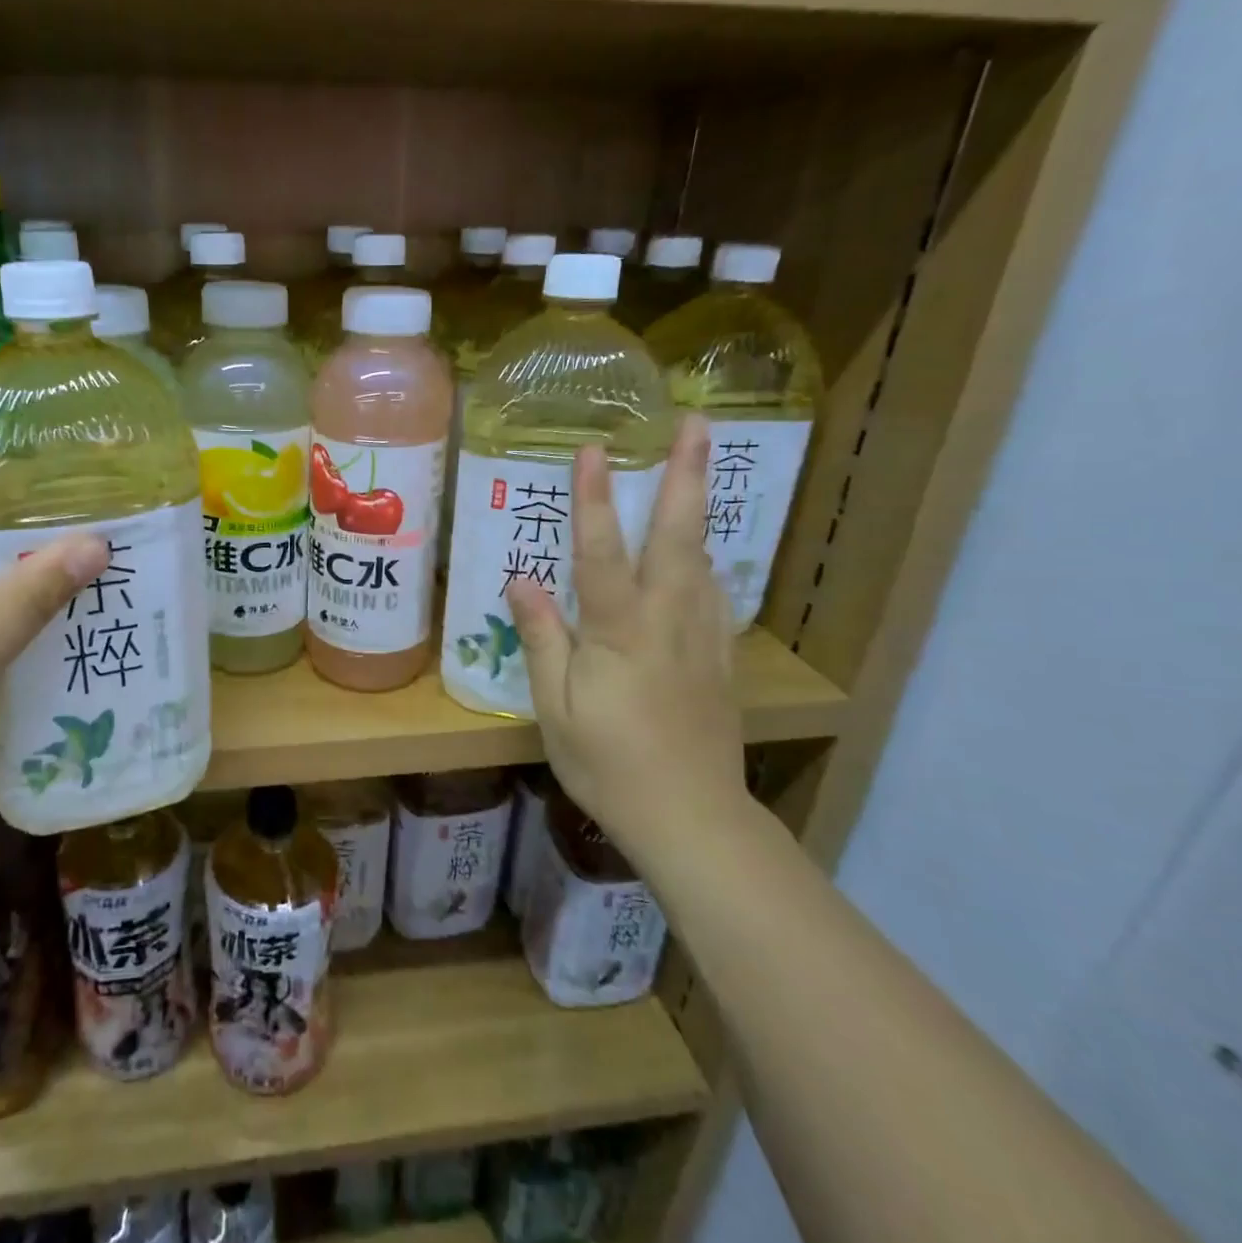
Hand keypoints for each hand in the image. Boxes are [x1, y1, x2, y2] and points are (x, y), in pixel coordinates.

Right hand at [506, 418, 747, 872]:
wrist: (691, 818)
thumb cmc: (607, 764)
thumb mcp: (555, 708)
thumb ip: (542, 638)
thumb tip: (521, 580)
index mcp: (619, 632)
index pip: (601, 552)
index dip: (594, 499)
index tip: (592, 447)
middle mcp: (667, 620)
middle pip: (678, 537)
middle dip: (686, 476)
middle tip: (698, 423)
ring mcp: (702, 637)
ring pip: (704, 559)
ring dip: (701, 507)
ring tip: (701, 464)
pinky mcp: (720, 659)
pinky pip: (715, 594)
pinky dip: (706, 560)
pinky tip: (701, 554)